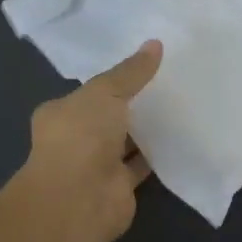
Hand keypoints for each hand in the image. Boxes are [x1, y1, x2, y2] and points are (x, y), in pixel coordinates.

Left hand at [18, 41, 162, 241]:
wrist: (80, 198)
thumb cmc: (82, 136)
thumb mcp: (106, 91)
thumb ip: (131, 71)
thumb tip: (155, 43)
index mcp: (61, 113)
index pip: (87, 92)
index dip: (112, 80)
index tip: (140, 67)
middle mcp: (75, 139)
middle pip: (108, 116)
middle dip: (131, 104)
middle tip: (167, 82)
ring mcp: (96, 165)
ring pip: (125, 141)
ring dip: (146, 129)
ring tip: (180, 104)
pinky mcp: (119, 186)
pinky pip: (141, 163)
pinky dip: (157, 153)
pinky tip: (181, 135)